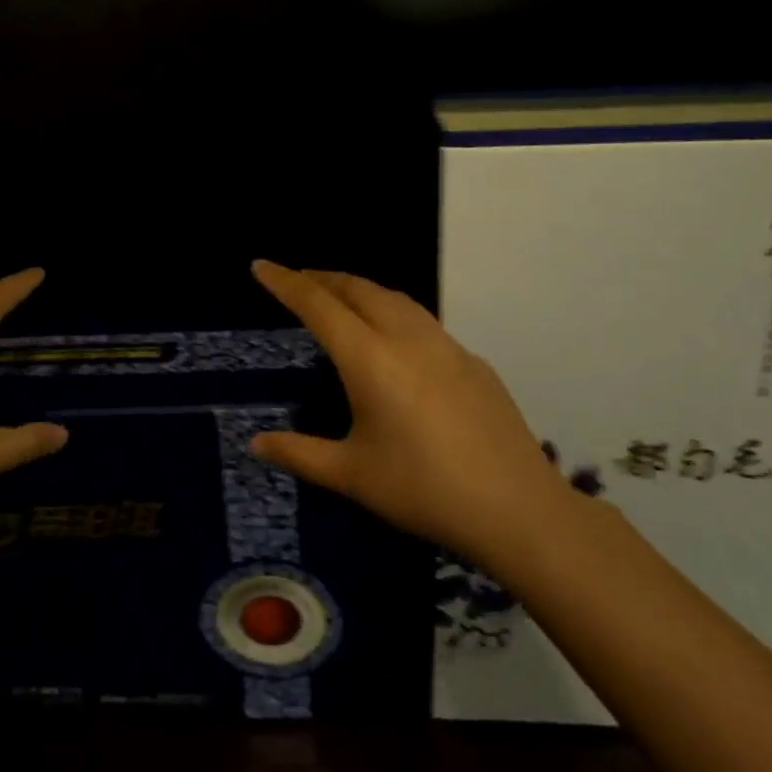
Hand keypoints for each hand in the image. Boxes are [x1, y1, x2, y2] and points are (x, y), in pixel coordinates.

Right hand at [249, 261, 575, 568]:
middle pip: (358, 289)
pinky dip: (394, 314)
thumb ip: (299, 453)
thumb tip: (256, 443)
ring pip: (395, 299)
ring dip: (361, 291)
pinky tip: (396, 345)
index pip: (318, 305)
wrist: (515, 506)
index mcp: (369, 358)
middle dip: (324, 279)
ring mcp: (446, 345)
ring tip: (342, 301)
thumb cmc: (422, 489)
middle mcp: (406, 337)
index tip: (262, 265)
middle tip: (298, 282)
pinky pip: (423, 322)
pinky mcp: (472, 361)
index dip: (286, 282)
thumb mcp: (352, 475)